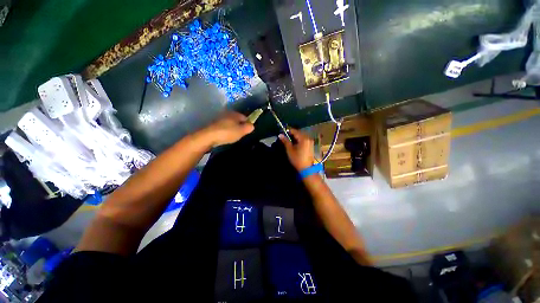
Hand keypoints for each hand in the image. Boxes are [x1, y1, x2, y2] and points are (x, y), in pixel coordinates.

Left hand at [202, 111, 253, 146]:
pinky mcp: (214, 125)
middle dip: (240, 126)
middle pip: (237, 120)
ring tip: (233, 136)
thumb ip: (248, 127)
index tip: (248, 131)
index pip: (245, 117)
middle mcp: (227, 114)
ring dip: (233, 128)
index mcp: (234, 114)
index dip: (248, 124)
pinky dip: (226, 131)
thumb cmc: (227, 132)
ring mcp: (219, 119)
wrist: (208, 137)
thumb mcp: (241, 131)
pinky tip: (226, 136)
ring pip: (230, 123)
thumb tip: (252, 125)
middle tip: (241, 134)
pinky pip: (224, 127)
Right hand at [279, 128, 314, 170]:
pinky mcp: (311, 145)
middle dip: (292, 134)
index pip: (295, 131)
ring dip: (295, 137)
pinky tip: (295, 143)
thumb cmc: (297, 159)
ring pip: (301, 136)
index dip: (288, 131)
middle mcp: (308, 138)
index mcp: (303, 138)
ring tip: (289, 140)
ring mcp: (310, 142)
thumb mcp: (290, 150)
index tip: (282, 132)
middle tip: (285, 136)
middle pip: (299, 133)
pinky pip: (304, 139)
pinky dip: (299, 139)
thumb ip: (285, 141)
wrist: (306, 169)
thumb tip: (280, 135)